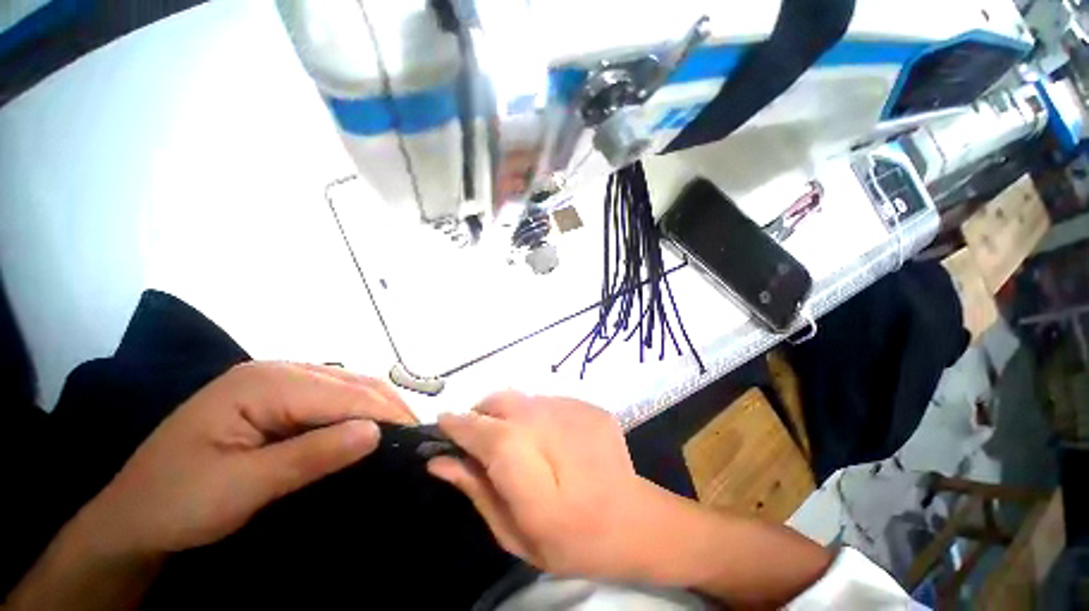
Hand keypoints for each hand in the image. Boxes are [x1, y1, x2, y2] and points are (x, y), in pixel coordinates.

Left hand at [80, 362, 416, 556]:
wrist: (133, 517)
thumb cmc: (177, 503)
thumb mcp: (242, 486)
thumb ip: (310, 456)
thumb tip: (375, 433)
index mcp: (263, 382)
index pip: (342, 393)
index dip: (384, 413)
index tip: (417, 437)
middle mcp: (276, 371)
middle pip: (351, 382)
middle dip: (388, 407)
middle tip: (416, 436)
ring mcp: (277, 382)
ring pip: (347, 387)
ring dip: (377, 408)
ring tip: (401, 432)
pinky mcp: (277, 399)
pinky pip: (332, 399)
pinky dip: (357, 412)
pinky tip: (368, 428)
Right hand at [427, 392, 673, 581]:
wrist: (634, 520)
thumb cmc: (571, 541)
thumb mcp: (515, 535)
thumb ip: (477, 492)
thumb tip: (439, 460)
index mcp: (540, 486)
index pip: (490, 437)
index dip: (462, 426)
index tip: (443, 422)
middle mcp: (559, 437)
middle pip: (506, 402)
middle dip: (483, 412)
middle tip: (480, 435)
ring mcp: (579, 415)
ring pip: (525, 397)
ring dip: (509, 412)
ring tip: (518, 439)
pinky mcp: (591, 406)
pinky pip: (547, 400)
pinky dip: (535, 413)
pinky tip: (547, 438)